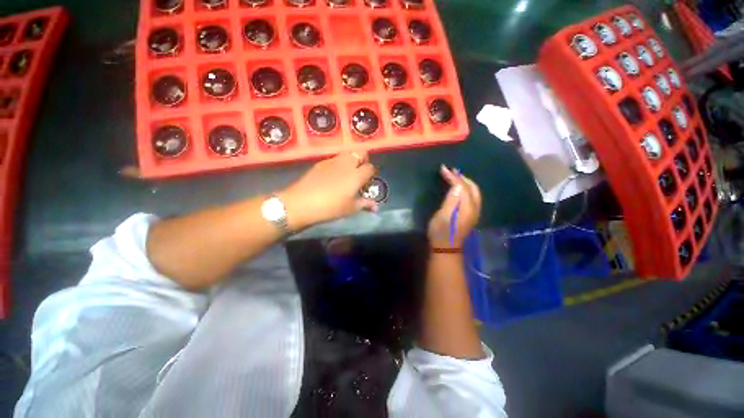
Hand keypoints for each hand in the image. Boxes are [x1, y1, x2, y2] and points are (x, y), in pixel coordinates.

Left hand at [280, 151, 377, 228]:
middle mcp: (347, 164)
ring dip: (351, 159)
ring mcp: (333, 161)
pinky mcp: (321, 163)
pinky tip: (333, 175)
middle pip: (360, 152)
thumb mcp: (350, 208)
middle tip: (360, 171)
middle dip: (363, 159)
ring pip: (347, 153)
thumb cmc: (331, 207)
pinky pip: (334, 158)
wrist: (302, 202)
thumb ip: (365, 204)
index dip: (371, 173)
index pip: (370, 167)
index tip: (368, 182)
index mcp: (357, 175)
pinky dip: (338, 163)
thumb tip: (376, 206)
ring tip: (348, 172)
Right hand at [428, 165, 481, 248]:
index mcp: (467, 207)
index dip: (453, 177)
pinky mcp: (471, 214)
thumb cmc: (440, 232)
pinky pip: (472, 196)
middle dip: (461, 177)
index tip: (443, 169)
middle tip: (449, 171)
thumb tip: (457, 185)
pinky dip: (466, 188)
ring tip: (453, 176)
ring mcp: (474, 212)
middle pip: (472, 187)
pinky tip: (458, 188)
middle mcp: (475, 208)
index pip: (463, 186)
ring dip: (464, 181)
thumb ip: (451, 200)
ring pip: (474, 191)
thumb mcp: (443, 216)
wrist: (446, 248)